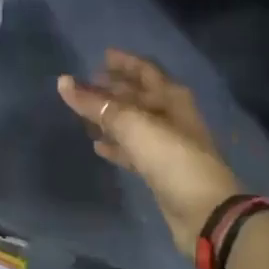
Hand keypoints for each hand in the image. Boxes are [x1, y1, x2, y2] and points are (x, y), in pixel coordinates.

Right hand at [57, 50, 241, 257]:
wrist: (204, 212)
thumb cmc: (171, 157)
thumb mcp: (132, 125)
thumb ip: (96, 104)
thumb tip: (64, 82)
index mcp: (170, 97)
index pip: (145, 70)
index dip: (124, 62)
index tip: (100, 56)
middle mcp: (170, 116)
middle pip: (138, 96)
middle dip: (113, 89)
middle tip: (86, 85)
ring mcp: (166, 144)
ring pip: (133, 123)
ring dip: (111, 118)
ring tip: (84, 114)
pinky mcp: (160, 171)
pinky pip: (133, 150)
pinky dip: (116, 145)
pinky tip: (97, 147)